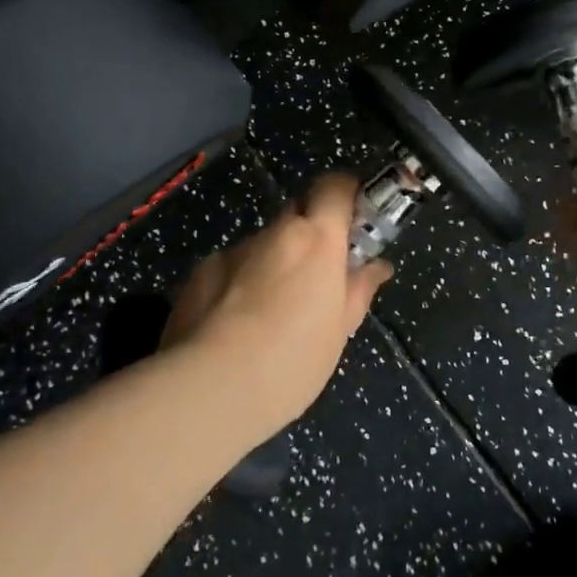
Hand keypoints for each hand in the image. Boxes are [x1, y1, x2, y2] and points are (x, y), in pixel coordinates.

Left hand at [160, 173, 392, 436]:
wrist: (209, 390)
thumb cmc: (292, 362)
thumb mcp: (339, 331)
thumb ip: (358, 290)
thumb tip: (376, 267)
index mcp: (317, 240)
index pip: (335, 186)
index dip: (346, 192)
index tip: (354, 217)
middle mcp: (275, 233)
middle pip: (298, 211)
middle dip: (310, 232)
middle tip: (317, 273)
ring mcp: (232, 251)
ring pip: (262, 245)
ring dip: (272, 263)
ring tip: (270, 314)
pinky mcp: (199, 273)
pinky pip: (230, 267)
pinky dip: (238, 284)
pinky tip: (234, 326)